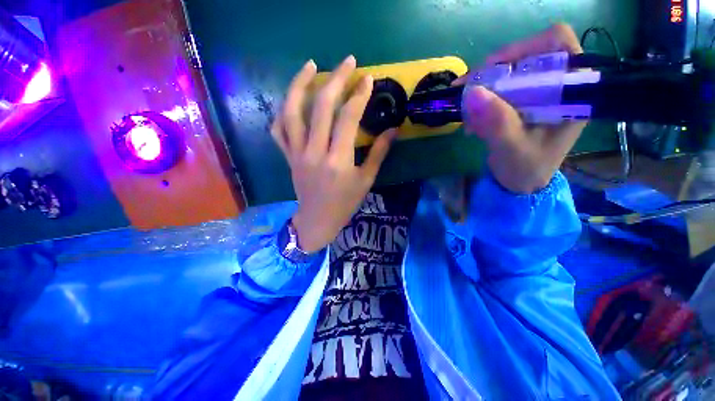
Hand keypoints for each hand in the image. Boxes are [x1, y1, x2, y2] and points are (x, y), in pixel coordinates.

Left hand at [271, 56, 396, 252]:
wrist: (317, 220)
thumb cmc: (345, 203)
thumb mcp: (366, 180)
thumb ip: (378, 153)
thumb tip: (393, 130)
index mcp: (337, 160)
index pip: (348, 119)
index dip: (359, 96)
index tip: (368, 79)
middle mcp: (314, 152)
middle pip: (322, 107)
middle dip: (336, 80)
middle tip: (348, 62)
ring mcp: (297, 153)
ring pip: (292, 112)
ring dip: (300, 85)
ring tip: (311, 66)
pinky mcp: (288, 156)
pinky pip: (278, 129)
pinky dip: (283, 111)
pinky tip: (292, 100)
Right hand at [458, 24, 585, 193]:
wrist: (522, 183)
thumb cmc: (526, 169)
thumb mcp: (512, 148)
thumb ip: (497, 122)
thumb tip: (472, 92)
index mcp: (572, 92)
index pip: (557, 44)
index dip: (524, 47)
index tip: (492, 69)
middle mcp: (557, 85)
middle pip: (527, 55)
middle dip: (493, 72)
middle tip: (467, 90)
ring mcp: (538, 93)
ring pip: (508, 72)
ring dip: (483, 89)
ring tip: (467, 113)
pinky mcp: (522, 102)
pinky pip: (498, 89)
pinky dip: (480, 101)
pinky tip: (472, 120)